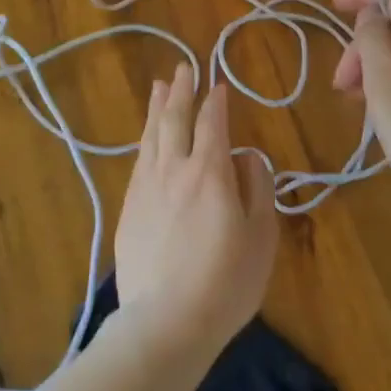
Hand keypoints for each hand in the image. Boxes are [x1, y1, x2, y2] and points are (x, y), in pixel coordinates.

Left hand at [115, 63, 277, 359]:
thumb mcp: (261, 235)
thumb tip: (247, 156)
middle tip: (183, 67)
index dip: (216, 101)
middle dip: (181, 91)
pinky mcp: (128, 210)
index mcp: (210, 172)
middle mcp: (174, 169)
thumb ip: (257, 187)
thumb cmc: (226, 281)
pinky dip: (145, 140)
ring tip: (161, 87)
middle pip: (175, 120)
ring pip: (151, 137)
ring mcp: (146, 188)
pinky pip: (138, 162)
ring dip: (158, 108)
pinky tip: (147, 138)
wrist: (166, 323)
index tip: (218, 84)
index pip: (212, 123)